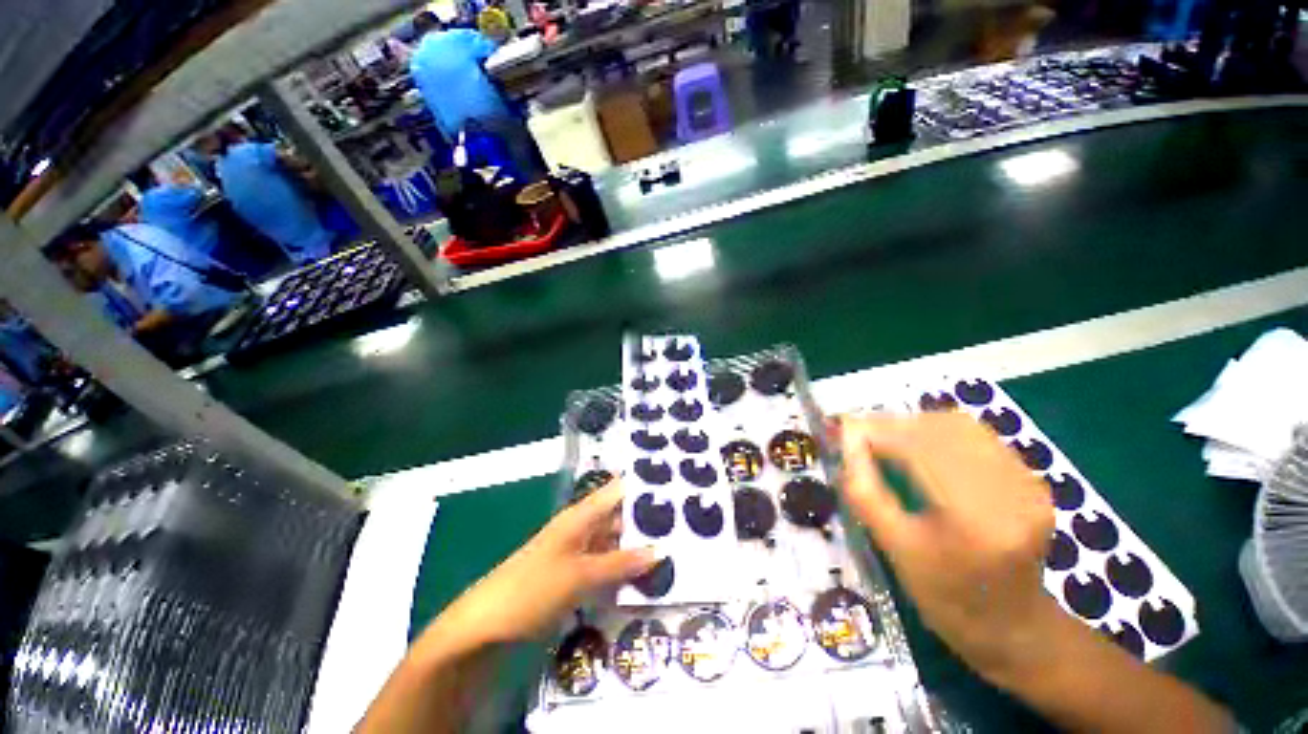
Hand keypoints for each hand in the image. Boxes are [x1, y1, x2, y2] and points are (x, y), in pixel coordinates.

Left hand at [436, 480, 656, 651]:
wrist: (486, 625)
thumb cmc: (534, 588)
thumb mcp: (581, 575)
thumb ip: (621, 563)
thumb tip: (659, 550)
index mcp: (580, 515)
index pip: (617, 491)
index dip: (642, 487)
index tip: (675, 488)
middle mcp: (581, 527)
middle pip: (618, 516)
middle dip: (646, 520)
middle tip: (683, 526)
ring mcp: (577, 552)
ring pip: (613, 542)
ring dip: (636, 546)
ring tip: (672, 549)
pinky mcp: (573, 574)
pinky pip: (605, 564)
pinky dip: (622, 567)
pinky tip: (643, 576)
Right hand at [839, 411, 1059, 681]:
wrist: (1012, 626)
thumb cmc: (945, 597)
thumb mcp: (893, 548)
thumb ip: (864, 489)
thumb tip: (845, 441)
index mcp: (976, 521)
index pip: (919, 450)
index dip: (875, 432)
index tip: (840, 429)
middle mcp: (1011, 493)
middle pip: (941, 429)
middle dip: (891, 425)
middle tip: (859, 435)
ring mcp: (1028, 483)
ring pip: (960, 426)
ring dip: (914, 426)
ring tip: (885, 440)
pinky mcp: (1031, 478)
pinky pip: (977, 437)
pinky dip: (938, 433)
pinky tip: (919, 448)